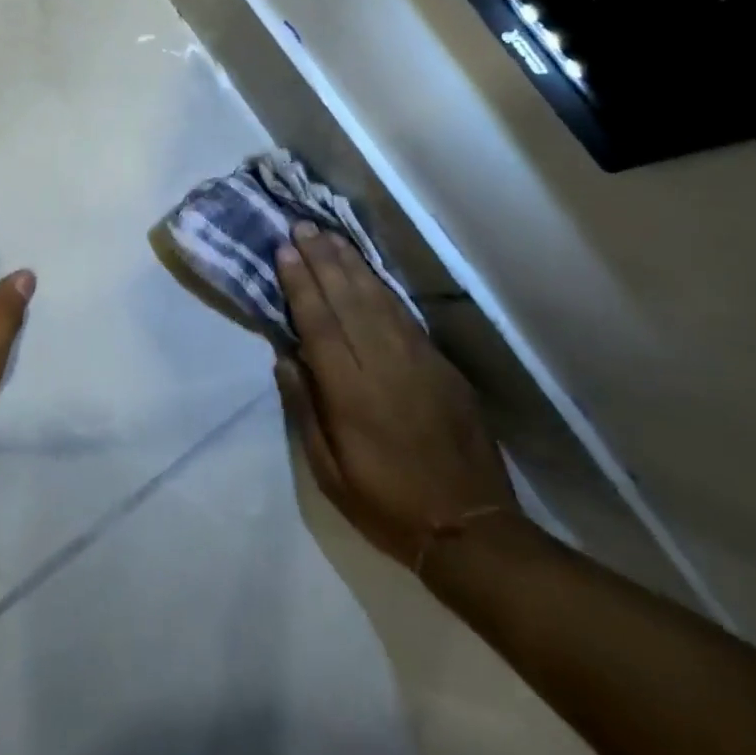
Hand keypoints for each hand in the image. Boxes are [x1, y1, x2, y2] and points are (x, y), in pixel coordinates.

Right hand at [273, 225, 516, 569]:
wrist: (471, 528)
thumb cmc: (387, 504)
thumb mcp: (329, 473)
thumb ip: (305, 410)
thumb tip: (285, 357)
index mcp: (351, 393)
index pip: (320, 324)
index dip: (300, 284)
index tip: (284, 251)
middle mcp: (384, 366)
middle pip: (348, 300)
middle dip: (323, 260)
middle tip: (303, 226)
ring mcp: (419, 362)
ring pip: (379, 300)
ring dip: (352, 265)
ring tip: (330, 236)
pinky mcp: (443, 367)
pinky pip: (406, 316)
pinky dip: (383, 288)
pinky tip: (369, 272)